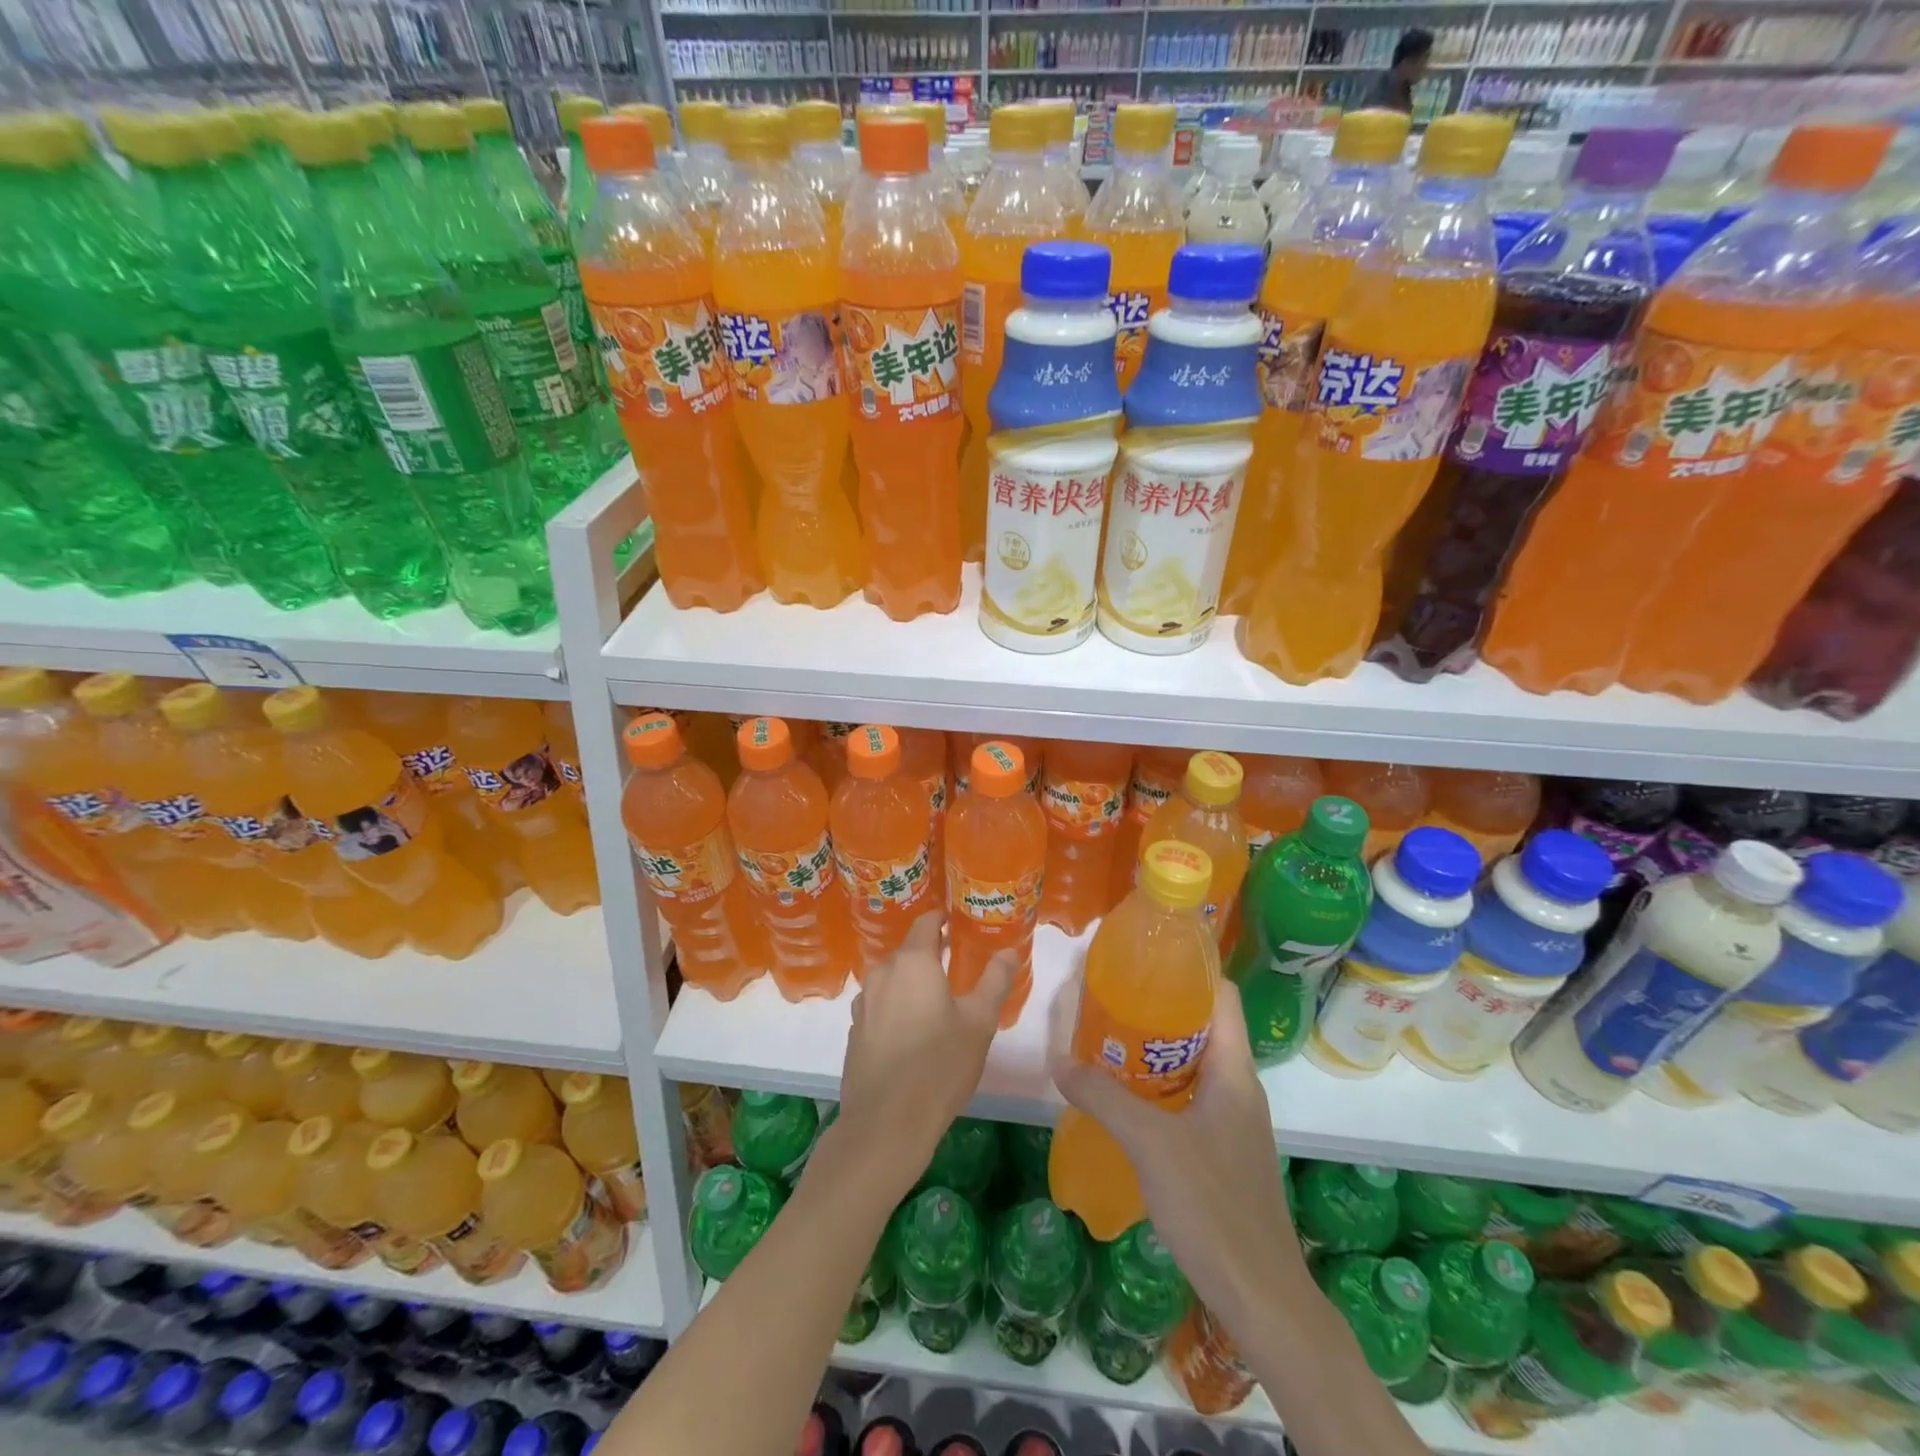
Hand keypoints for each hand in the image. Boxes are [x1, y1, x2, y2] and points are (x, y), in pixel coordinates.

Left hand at [834, 913, 1015, 1200]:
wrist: (885, 1123)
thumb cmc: (939, 1065)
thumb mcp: (979, 1022)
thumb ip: (995, 980)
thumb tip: (1009, 950)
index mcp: (912, 962)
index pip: (925, 922)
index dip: (942, 919)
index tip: (959, 923)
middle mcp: (882, 973)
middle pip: (907, 951)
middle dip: (930, 954)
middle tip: (957, 966)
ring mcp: (863, 1002)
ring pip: (892, 979)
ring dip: (912, 982)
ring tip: (937, 1000)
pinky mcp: (855, 1030)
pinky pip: (880, 1005)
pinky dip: (896, 1006)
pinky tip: (912, 1031)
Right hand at [1051, 978, 1301, 1325]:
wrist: (1260, 1295)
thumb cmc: (1212, 1205)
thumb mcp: (1149, 1143)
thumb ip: (1103, 1097)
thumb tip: (1059, 1060)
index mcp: (1234, 1071)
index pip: (1222, 996)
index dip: (1190, 970)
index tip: (1145, 960)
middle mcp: (1239, 1088)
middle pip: (1203, 1027)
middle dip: (1160, 1009)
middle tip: (1111, 998)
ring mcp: (1234, 1122)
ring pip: (1194, 1065)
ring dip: (1157, 1051)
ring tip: (1109, 1041)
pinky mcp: (1224, 1151)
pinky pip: (1190, 1099)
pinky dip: (1160, 1088)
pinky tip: (1126, 1100)